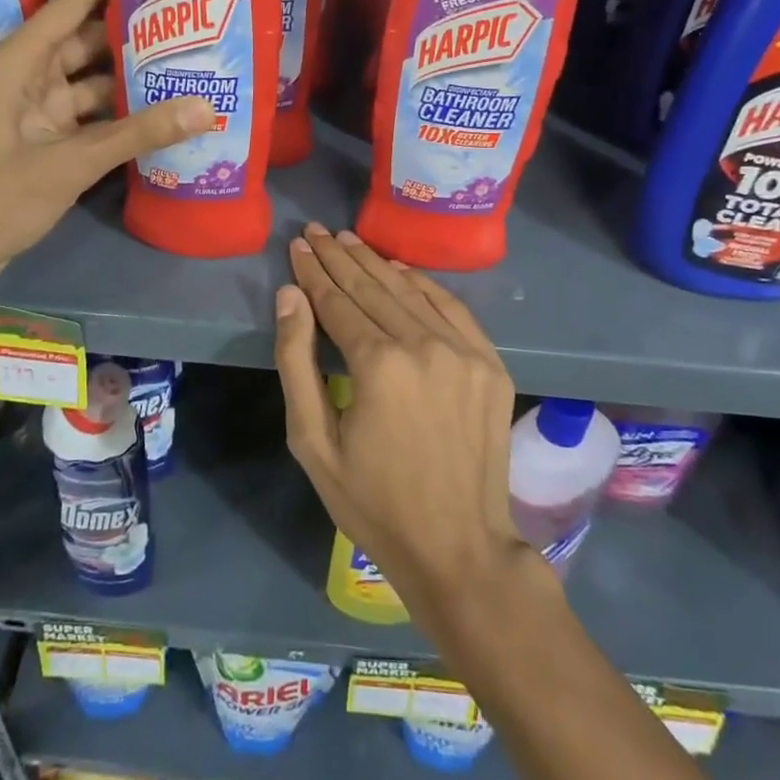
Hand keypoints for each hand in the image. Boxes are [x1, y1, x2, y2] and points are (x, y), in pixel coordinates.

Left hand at [0, 0, 214, 291]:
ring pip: (95, 85)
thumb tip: (206, 107)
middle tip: (196, 26)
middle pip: (90, 43)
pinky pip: (94, 121)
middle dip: (136, 35)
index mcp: (20, 61)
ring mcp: (40, 114)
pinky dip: (123, 121)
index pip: (73, 3)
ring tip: (192, 69)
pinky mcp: (49, 145)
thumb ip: (137, 134)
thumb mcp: (69, 163)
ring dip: (134, 82)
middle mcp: (31, 78)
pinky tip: (165, 119)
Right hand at [273, 223, 532, 615]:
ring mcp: (464, 352)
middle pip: (373, 287)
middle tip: (317, 231)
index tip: (298, 245)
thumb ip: (297, 362)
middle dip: (340, 257)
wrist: (459, 547)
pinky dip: (423, 284)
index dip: (314, 272)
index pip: (338, 301)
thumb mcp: (313, 442)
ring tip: (349, 240)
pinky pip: (452, 308)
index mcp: (378, 364)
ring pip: (410, 291)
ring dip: (376, 263)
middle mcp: (424, 344)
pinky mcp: (490, 363)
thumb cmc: (373, 503)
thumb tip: (290, 296)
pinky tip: (400, 269)